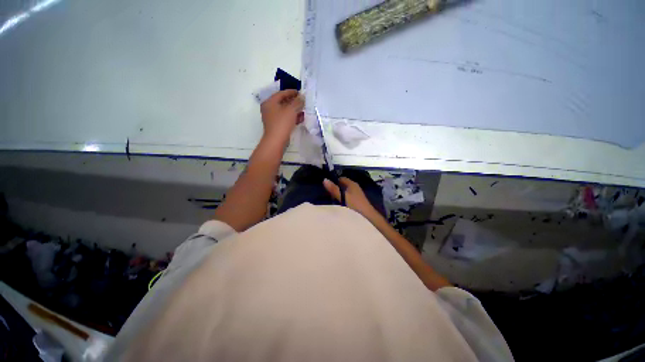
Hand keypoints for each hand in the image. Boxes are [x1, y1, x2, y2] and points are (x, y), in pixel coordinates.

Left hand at [260, 90, 304, 142]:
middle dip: (294, 101)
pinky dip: (292, 117)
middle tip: (303, 101)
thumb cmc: (282, 123)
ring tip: (304, 109)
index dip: (291, 92)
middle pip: (283, 102)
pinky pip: (285, 118)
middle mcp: (269, 108)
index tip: (300, 92)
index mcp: (270, 102)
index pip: (281, 93)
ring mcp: (272, 118)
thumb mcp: (291, 110)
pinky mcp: (276, 125)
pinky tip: (301, 118)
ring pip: (285, 111)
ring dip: (294, 110)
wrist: (276, 141)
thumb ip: (297, 102)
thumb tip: (302, 97)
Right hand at [323, 177, 379, 219]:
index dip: (334, 181)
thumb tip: (324, 179)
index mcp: (352, 184)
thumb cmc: (354, 205)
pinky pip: (347, 197)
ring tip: (332, 201)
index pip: (341, 178)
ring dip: (339, 195)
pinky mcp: (357, 201)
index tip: (327, 187)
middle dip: (336, 189)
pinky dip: (343, 200)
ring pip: (345, 192)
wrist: (368, 217)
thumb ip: (334, 189)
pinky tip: (339, 206)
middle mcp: (355, 187)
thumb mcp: (342, 197)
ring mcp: (356, 194)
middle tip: (329, 195)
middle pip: (342, 185)